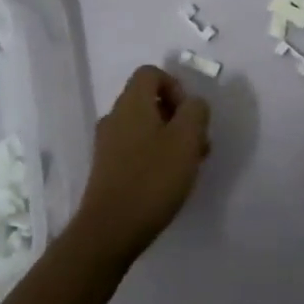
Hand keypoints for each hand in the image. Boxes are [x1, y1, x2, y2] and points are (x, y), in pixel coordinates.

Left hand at [73, 64, 210, 264]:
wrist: (109, 230)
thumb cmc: (152, 178)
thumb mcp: (187, 139)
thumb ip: (196, 111)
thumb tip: (192, 104)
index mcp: (132, 103)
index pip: (151, 73)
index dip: (175, 86)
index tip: (189, 114)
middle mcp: (115, 116)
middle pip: (148, 100)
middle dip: (177, 116)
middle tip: (197, 143)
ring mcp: (107, 143)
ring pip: (144, 126)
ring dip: (169, 137)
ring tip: (188, 165)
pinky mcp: (106, 168)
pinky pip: (135, 147)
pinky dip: (154, 154)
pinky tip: (168, 180)